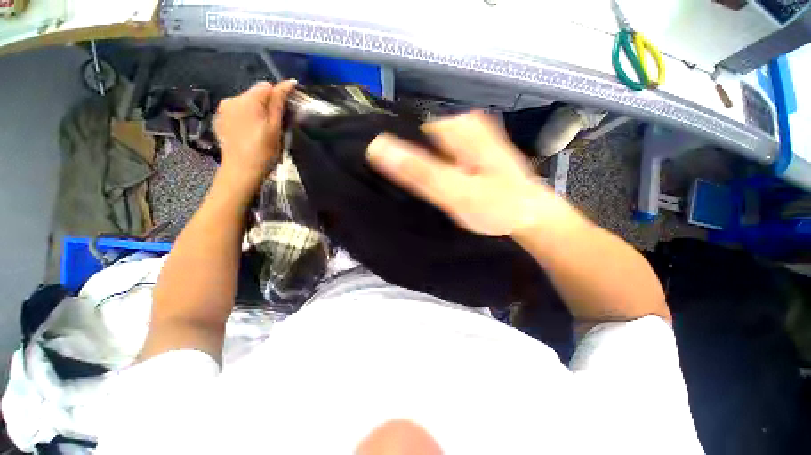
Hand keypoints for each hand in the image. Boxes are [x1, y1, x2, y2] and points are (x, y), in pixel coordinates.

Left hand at [213, 80, 296, 189]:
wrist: (241, 170)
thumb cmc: (263, 150)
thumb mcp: (275, 127)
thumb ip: (279, 102)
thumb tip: (288, 82)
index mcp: (247, 99)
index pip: (266, 87)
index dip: (278, 98)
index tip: (285, 114)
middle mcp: (232, 99)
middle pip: (255, 94)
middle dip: (266, 106)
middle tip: (274, 126)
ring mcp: (223, 110)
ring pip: (245, 103)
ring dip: (255, 112)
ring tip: (261, 131)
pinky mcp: (219, 120)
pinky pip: (236, 112)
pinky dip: (245, 118)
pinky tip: (248, 133)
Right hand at [366, 112, 563, 235]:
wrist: (532, 217)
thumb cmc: (498, 206)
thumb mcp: (455, 191)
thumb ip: (418, 171)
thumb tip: (376, 146)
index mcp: (458, 127)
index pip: (408, 130)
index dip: (393, 152)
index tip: (384, 176)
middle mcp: (463, 126)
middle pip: (419, 140)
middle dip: (407, 161)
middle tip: (402, 188)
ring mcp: (468, 140)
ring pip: (429, 151)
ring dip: (419, 168)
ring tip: (416, 191)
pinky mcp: (470, 155)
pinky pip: (441, 159)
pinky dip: (432, 171)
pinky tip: (432, 187)